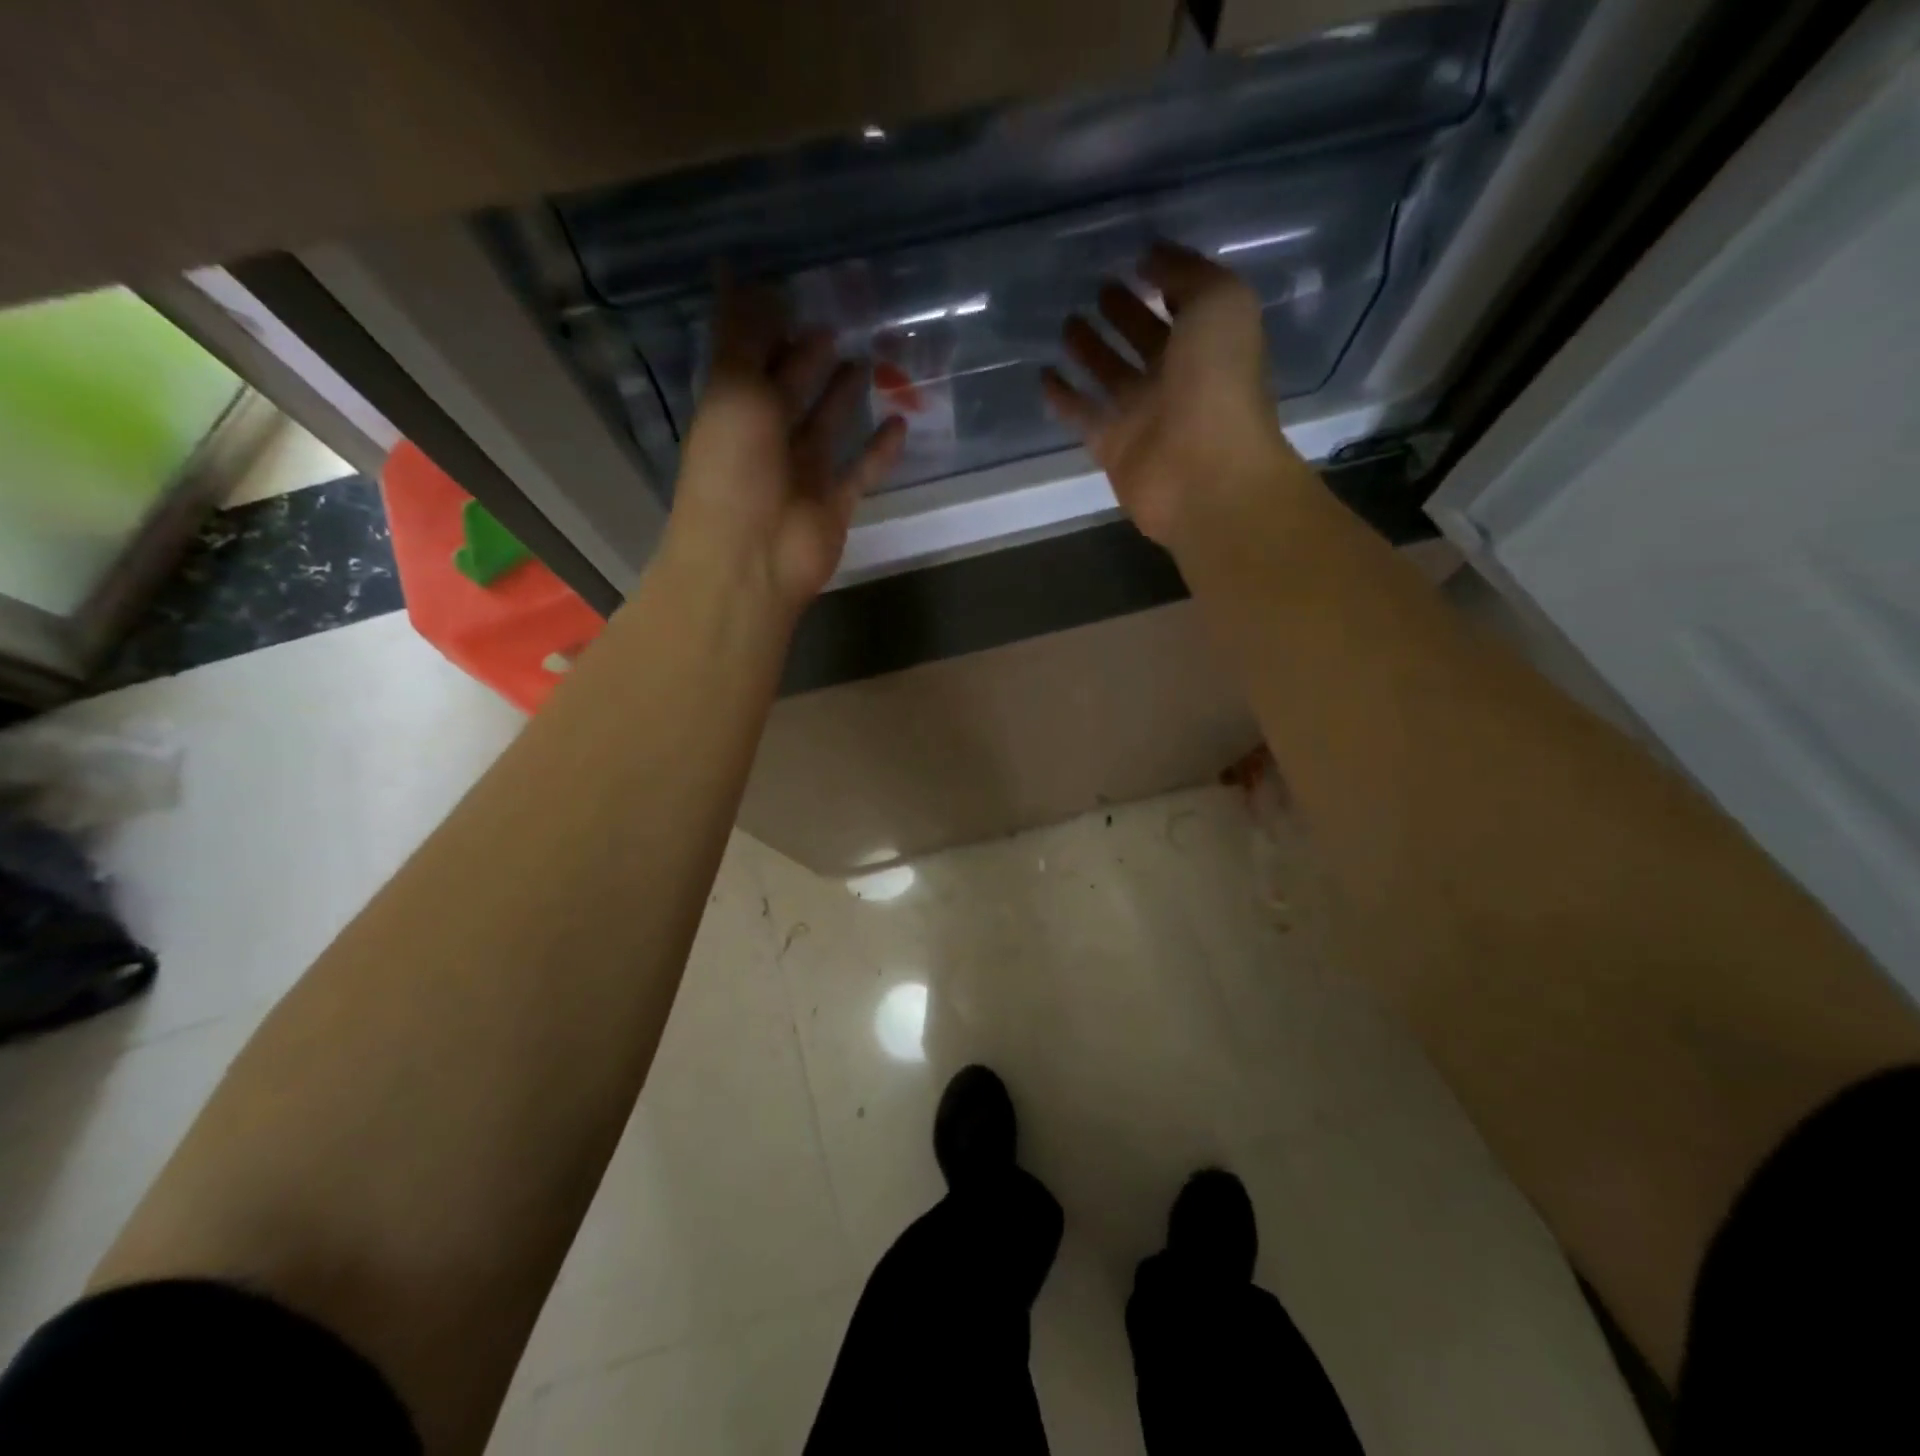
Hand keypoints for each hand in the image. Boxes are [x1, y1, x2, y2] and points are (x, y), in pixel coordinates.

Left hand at [666, 285, 906, 612]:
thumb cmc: (734, 468)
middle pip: (794, 387)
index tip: (796, 287)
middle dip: (813, 355)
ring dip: (847, 395)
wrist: (752, 558)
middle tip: (845, 318)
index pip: (752, 356)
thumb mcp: (733, 389)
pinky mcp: (836, 502)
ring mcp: (804, 472)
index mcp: (735, 406)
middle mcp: (768, 436)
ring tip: (875, 358)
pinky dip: (880, 450)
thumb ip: (740, 334)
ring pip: (830, 424)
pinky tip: (902, 422)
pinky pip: (862, 470)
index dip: (770, 325)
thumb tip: (735, 269)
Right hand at [1043, 244, 1304, 548]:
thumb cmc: (1218, 382)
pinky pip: (1083, 415)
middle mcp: (1177, 378)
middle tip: (1095, 289)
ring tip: (1065, 322)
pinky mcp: (1112, 447)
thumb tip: (1151, 255)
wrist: (1203, 472)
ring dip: (1091, 350)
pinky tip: (1043, 375)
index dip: (1163, 281)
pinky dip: (1064, 397)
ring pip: (1111, 375)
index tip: (1133, 259)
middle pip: (1145, 339)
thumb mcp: (1219, 302)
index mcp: (1210, 342)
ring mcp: (1143, 415)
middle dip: (1124, 314)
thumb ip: (1187, 273)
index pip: (1184, 305)